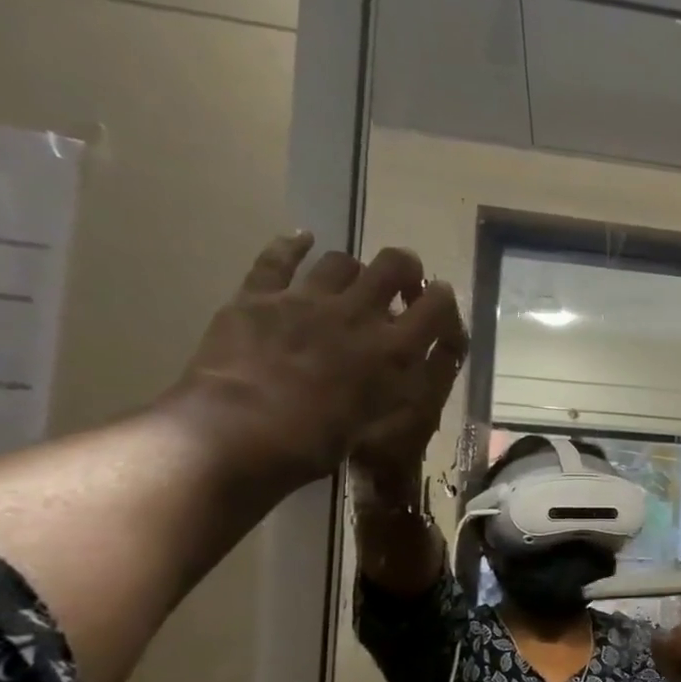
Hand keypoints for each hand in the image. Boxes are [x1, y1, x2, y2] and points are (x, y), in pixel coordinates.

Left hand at [173, 232, 466, 490]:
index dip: (444, 301)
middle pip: (395, 264)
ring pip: (342, 261)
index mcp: (392, 350)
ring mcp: (306, 299)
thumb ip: (401, 391)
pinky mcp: (259, 296)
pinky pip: (279, 258)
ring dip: (354, 270)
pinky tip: (303, 239)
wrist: (236, 432)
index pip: (437, 306)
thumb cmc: (315, 442)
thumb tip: (413, 372)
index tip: (439, 306)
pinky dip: (293, 245)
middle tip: (401, 287)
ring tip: (350, 285)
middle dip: (405, 270)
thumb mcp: (378, 425)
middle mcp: (357, 313)